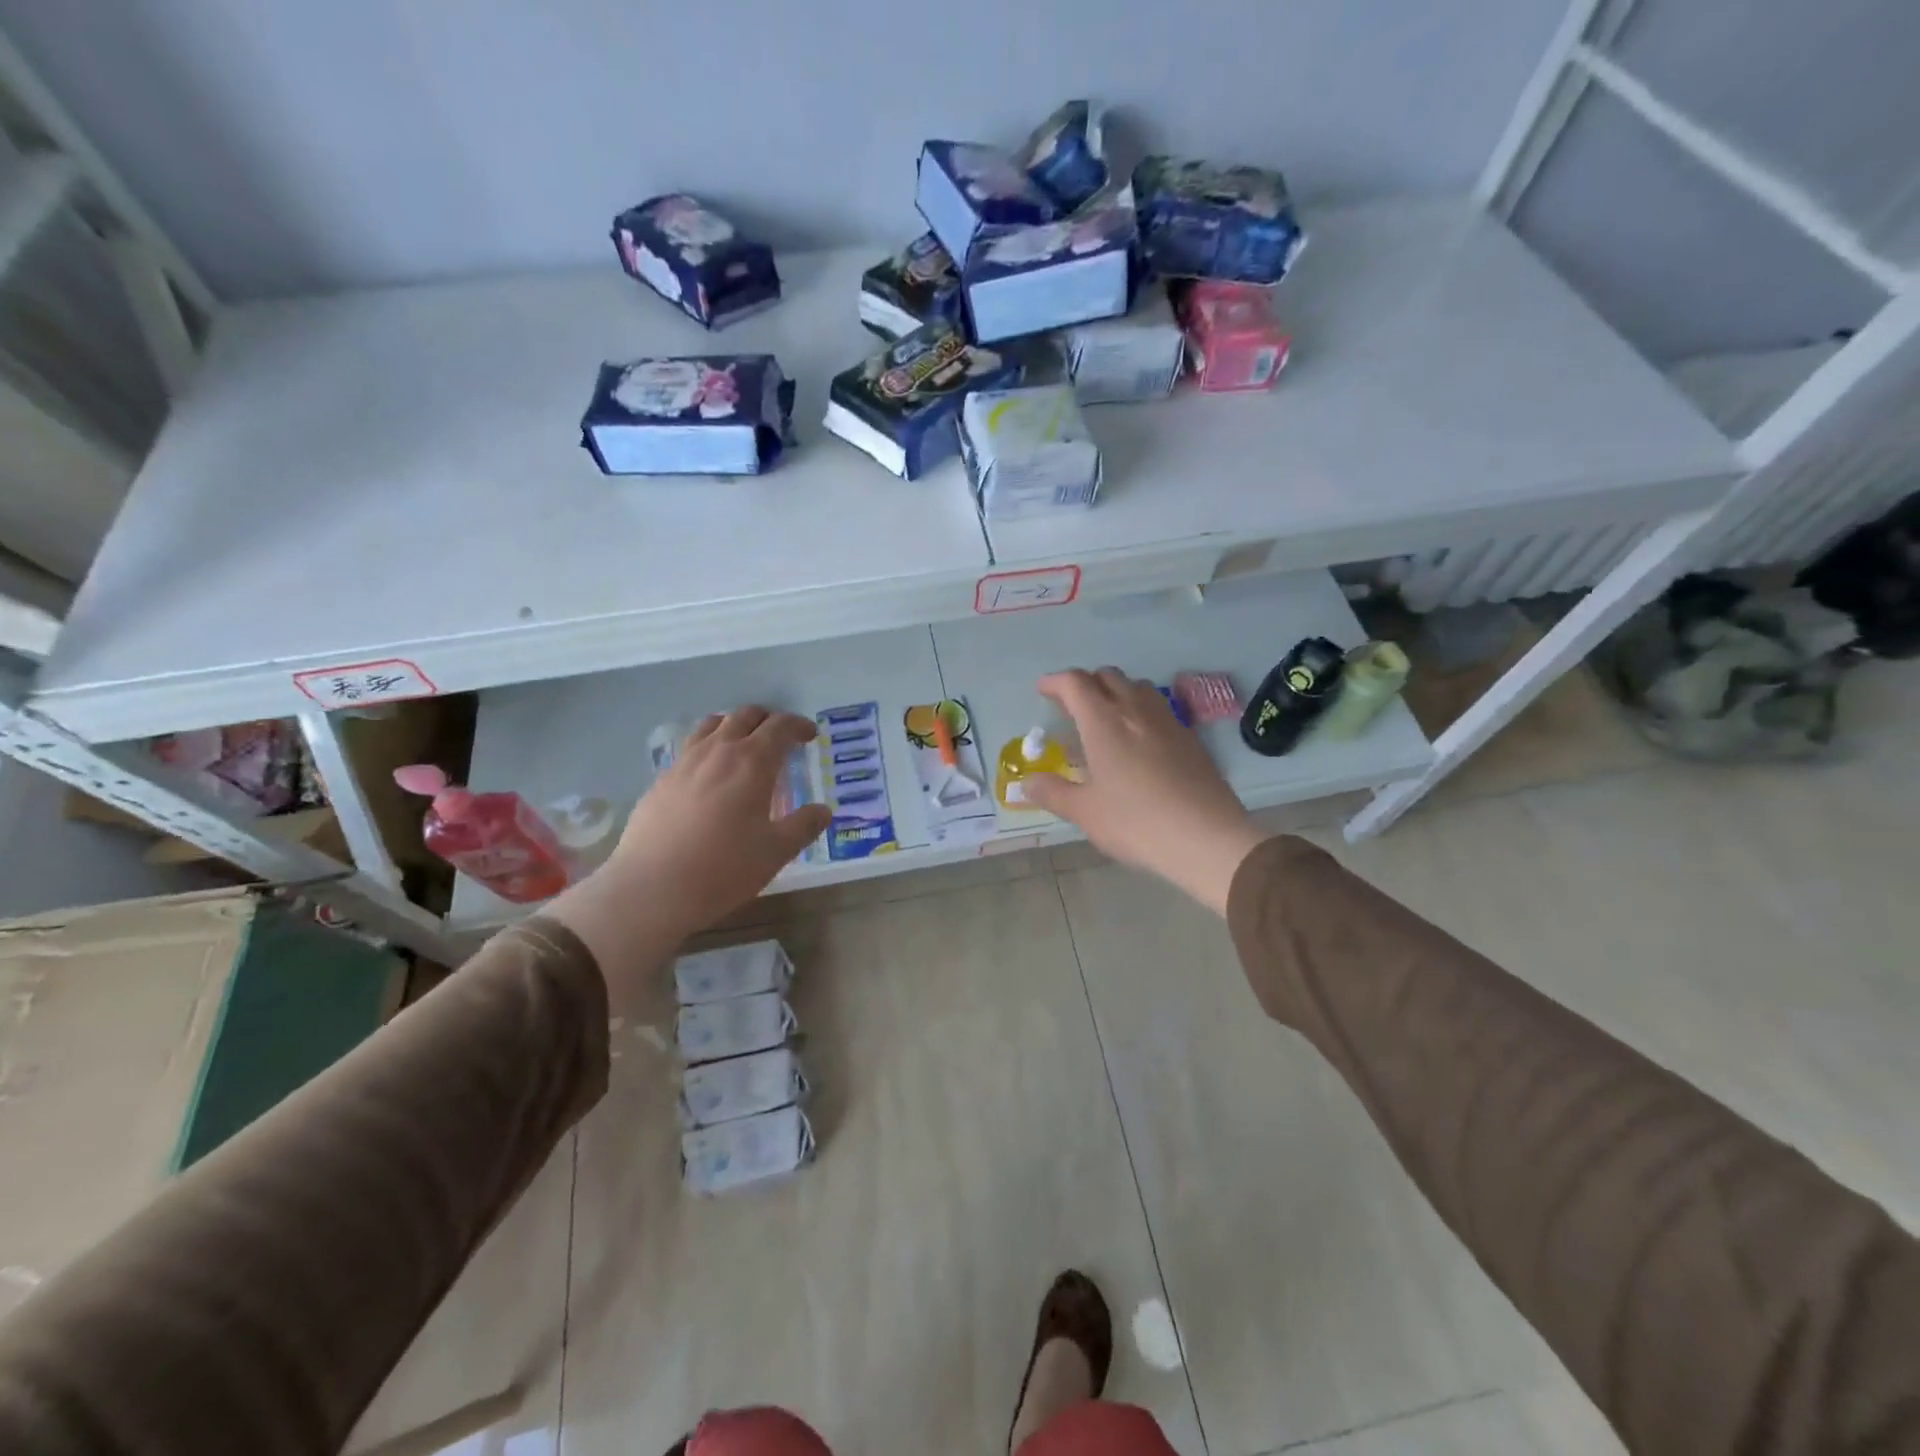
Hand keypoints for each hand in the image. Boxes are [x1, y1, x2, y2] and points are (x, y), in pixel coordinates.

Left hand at [544, 707, 828, 1000]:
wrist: (652, 888)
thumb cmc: (724, 868)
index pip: (781, 726)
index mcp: (753, 762)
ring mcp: (685, 762)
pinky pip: (690, 747)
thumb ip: (804, 826)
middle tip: (781, 739)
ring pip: (713, 724)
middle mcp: (719, 751)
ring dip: (735, 726)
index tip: (810, 736)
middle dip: (769, 720)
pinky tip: (710, 773)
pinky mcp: (662, 779)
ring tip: (744, 745)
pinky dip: (709, 746)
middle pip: (746, 716)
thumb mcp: (776, 851)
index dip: (799, 726)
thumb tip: (823, 811)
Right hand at [1023, 669, 1266, 914]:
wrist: (1207, 838)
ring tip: (1105, 718)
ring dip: (1116, 692)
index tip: (1042, 690)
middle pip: (1108, 676)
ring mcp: (1168, 721)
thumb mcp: (1085, 812)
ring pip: (1138, 687)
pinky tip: (1139, 742)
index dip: (1055, 682)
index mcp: (1104, 722)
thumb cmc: (1136, 822)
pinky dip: (1140, 711)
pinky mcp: (1190, 738)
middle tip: (1071, 707)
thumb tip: (1027, 783)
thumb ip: (1053, 793)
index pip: (1075, 683)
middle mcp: (1136, 711)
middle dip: (1085, 683)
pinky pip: (1159, 709)